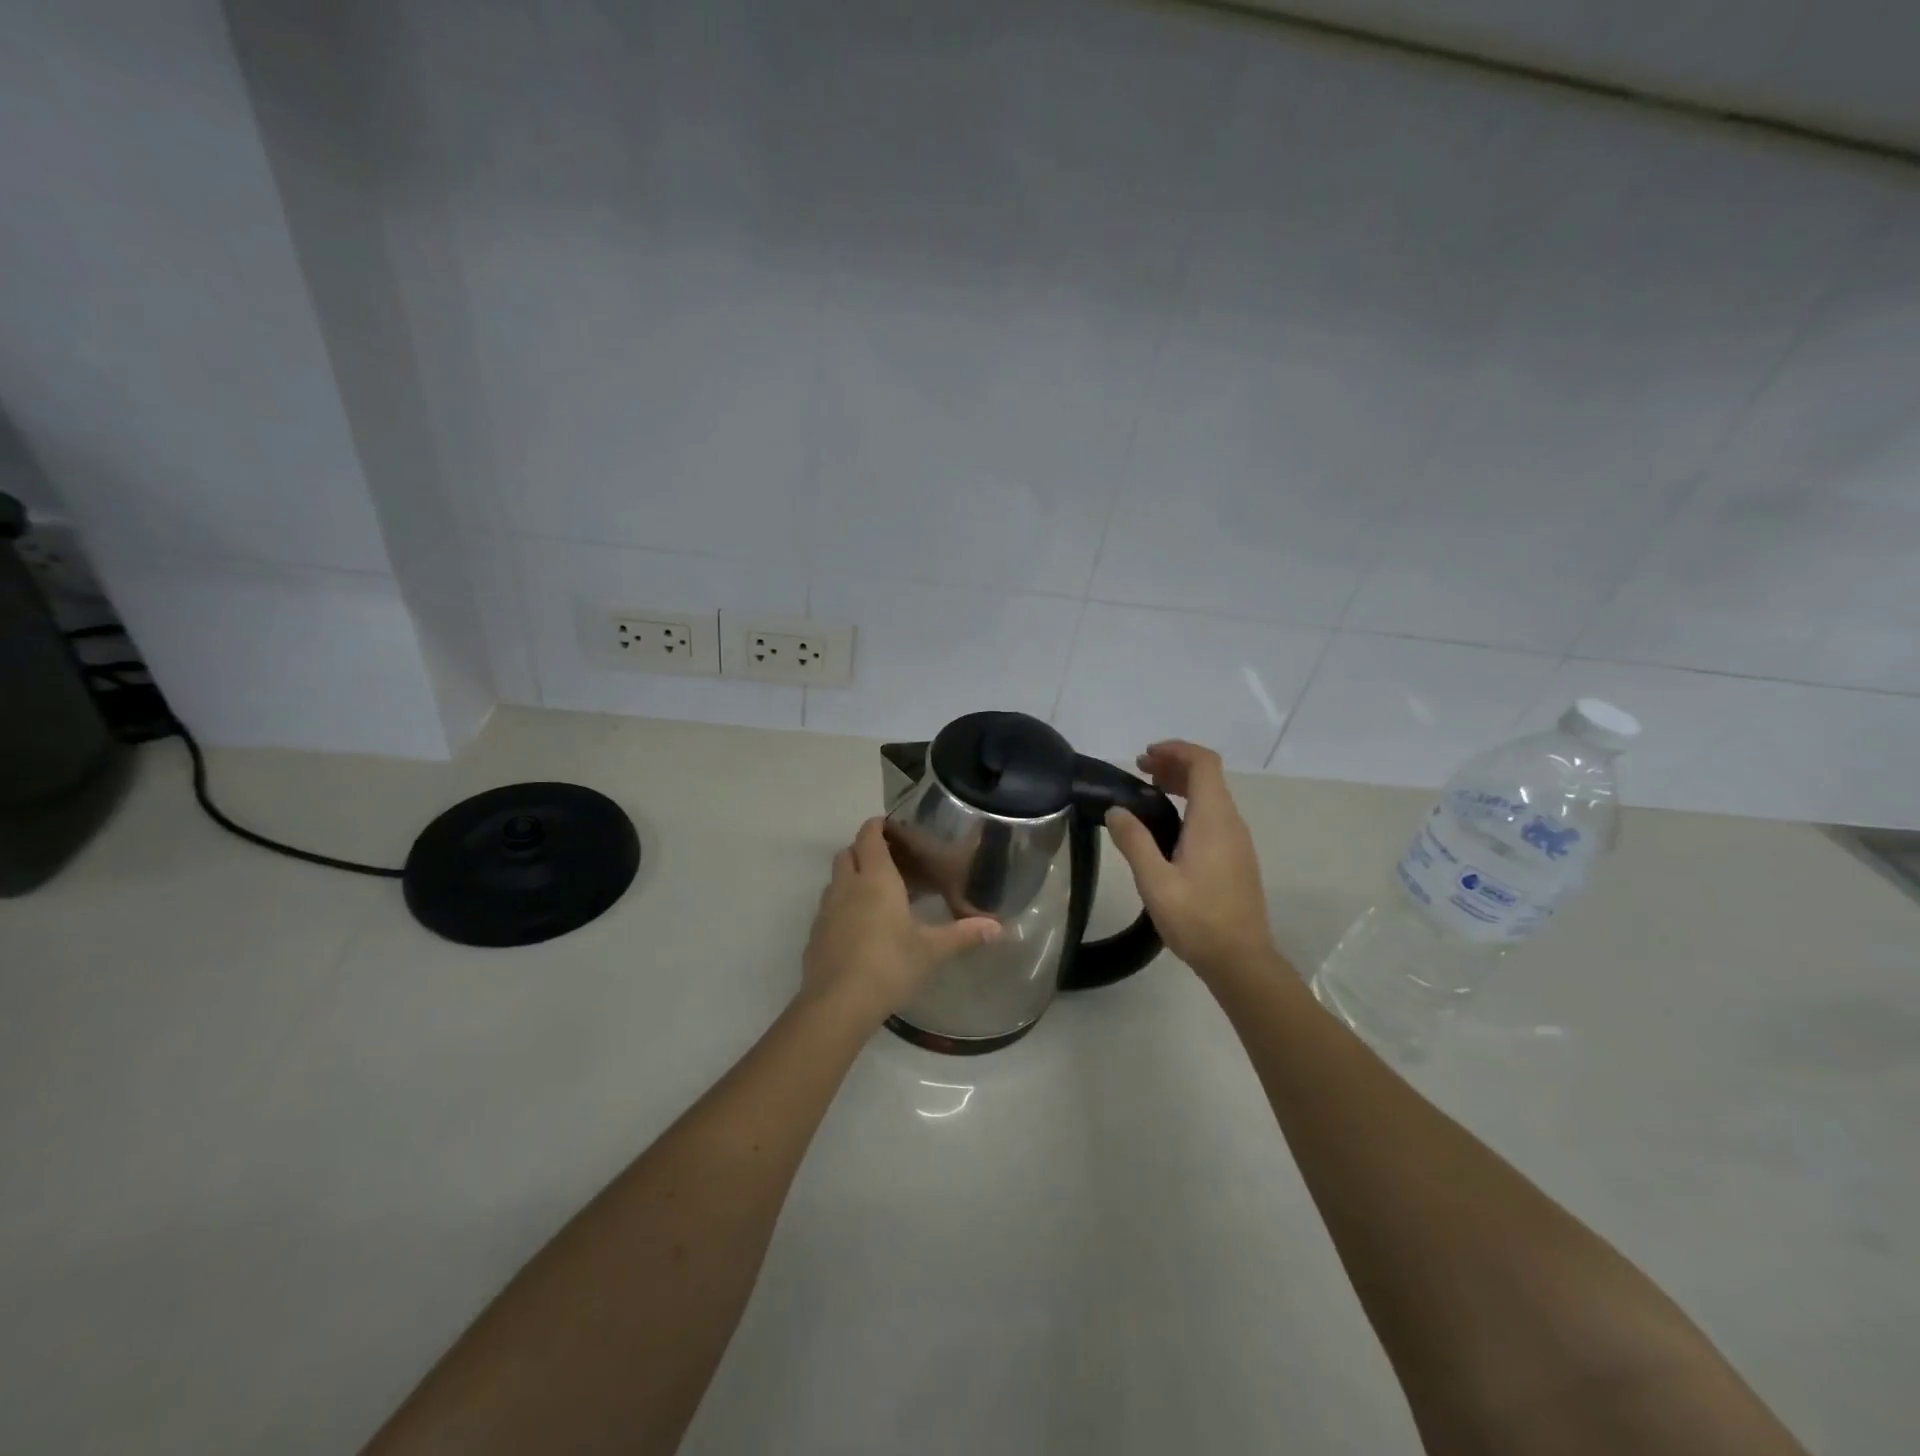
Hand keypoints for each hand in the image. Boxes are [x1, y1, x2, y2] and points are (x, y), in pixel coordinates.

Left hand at [801, 818, 1001, 1024]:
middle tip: (889, 861)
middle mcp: (847, 886)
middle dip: (863, 850)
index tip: (890, 826)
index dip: (877, 826)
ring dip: (851, 877)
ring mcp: (826, 909)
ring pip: (835, 879)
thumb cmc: (890, 964)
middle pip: (847, 852)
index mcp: (876, 879)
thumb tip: (998, 927)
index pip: (870, 836)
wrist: (839, 1003)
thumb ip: (964, 934)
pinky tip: (860, 928)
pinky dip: (842, 906)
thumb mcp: (932, 950)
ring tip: (876, 894)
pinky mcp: (815, 934)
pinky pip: (828, 907)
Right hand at [1105, 741, 1275, 983]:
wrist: (1241, 960)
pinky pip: (1215, 816)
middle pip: (1208, 776)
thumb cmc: (1197, 919)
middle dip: (1174, 765)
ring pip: (1212, 796)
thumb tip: (1116, 811)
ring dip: (1182, 785)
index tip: (1145, 756)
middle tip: (1139, 771)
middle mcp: (1231, 823)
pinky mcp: (1237, 858)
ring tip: (1148, 793)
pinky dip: (1191, 805)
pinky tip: (1167, 827)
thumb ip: (1134, 841)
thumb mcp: (1155, 882)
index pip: (1203, 763)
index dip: (1176, 750)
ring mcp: (1238, 841)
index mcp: (1213, 820)